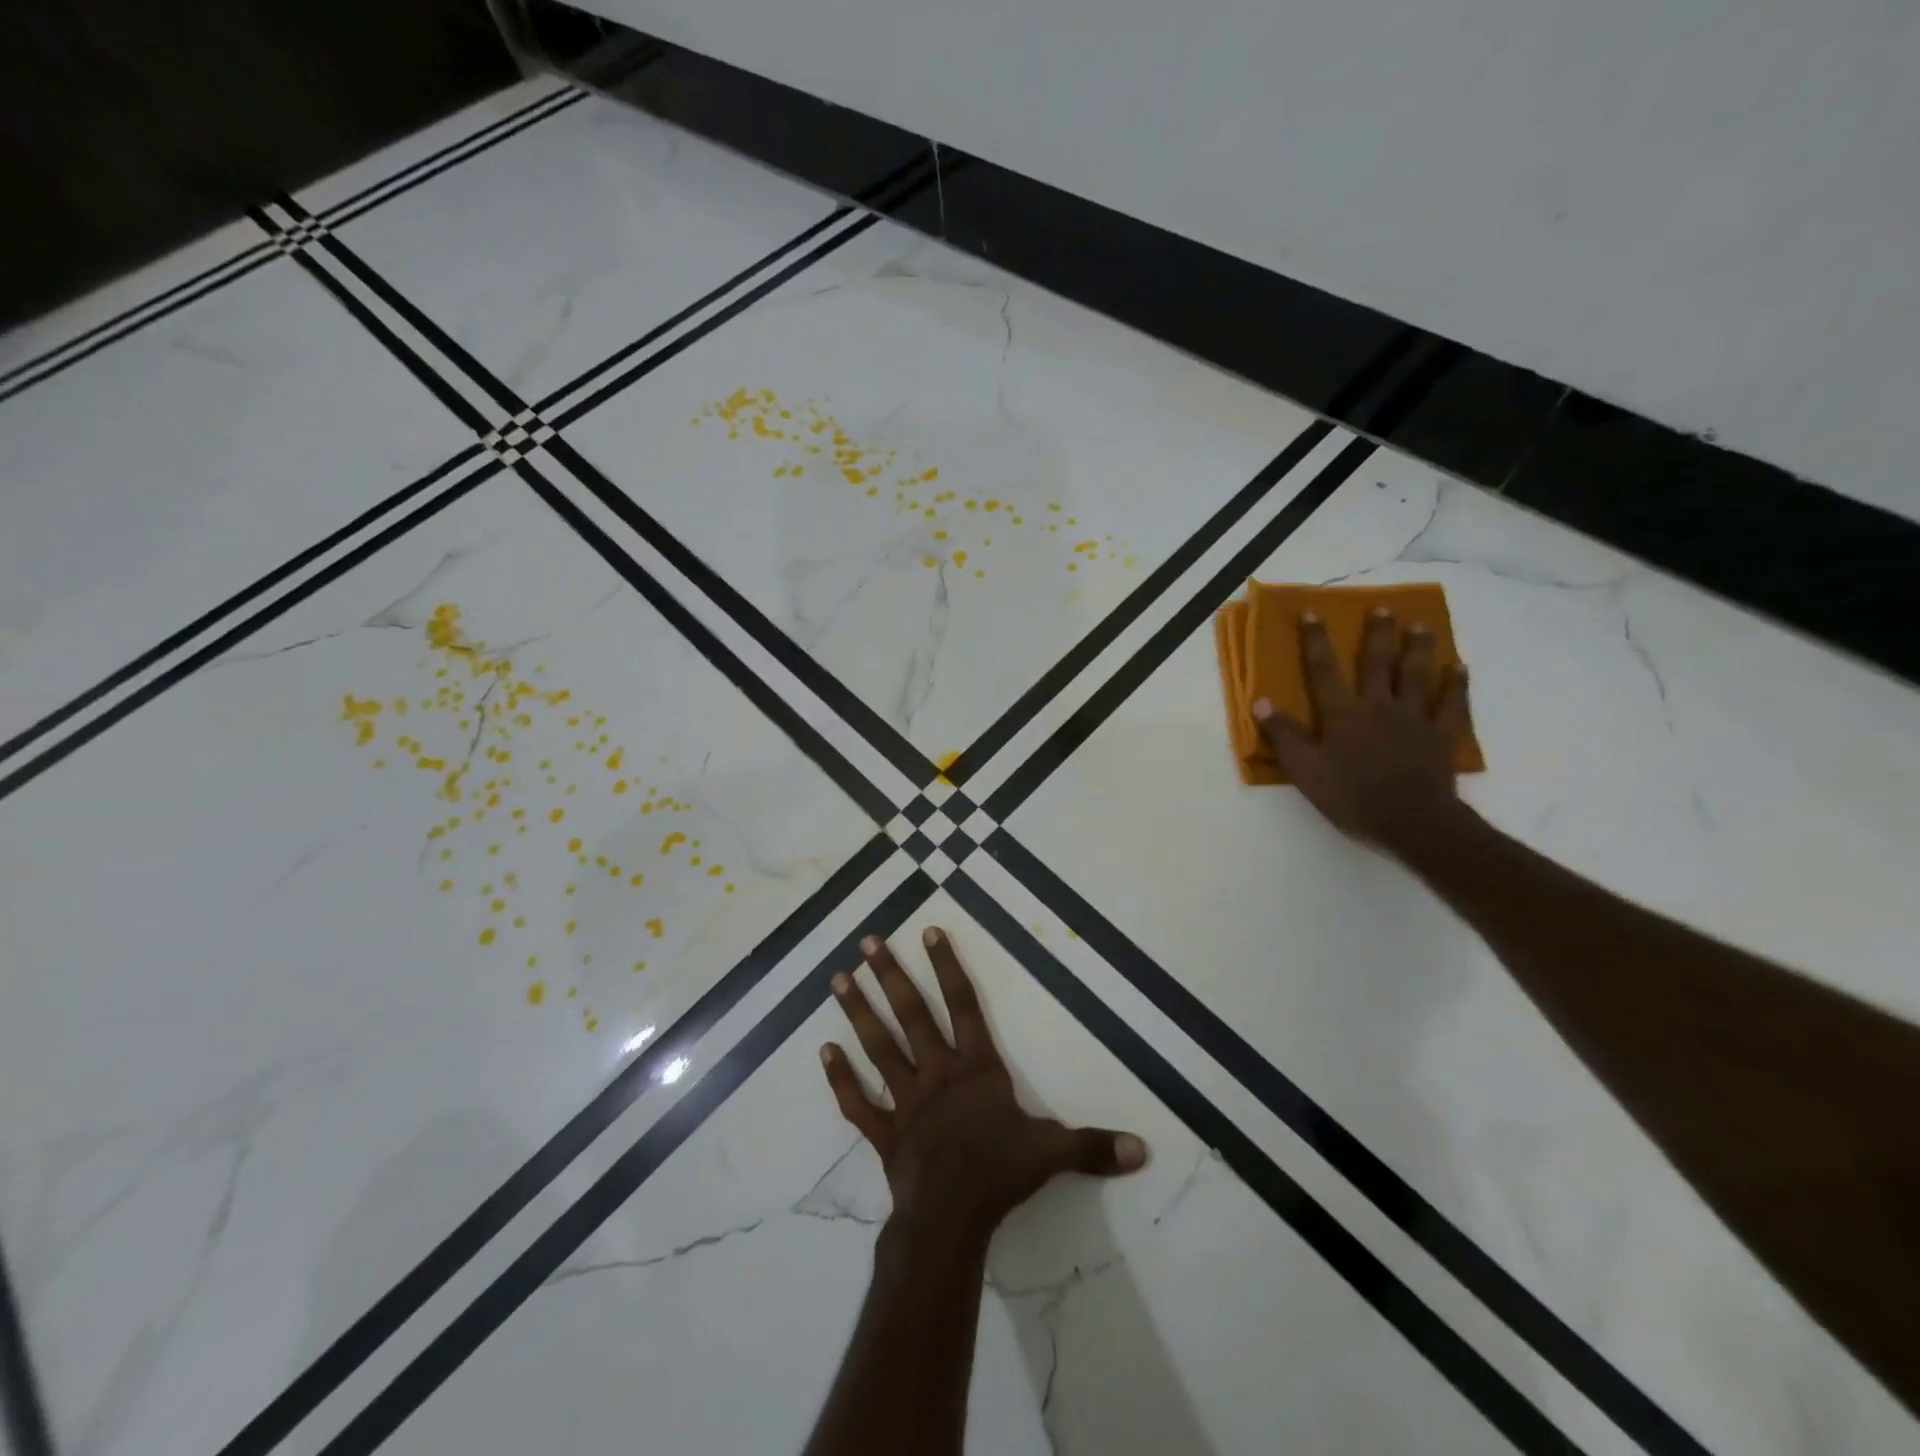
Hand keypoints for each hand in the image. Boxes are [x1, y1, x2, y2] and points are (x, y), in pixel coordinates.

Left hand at [822, 927, 1147, 1247]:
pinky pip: (858, 1102)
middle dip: (891, 975)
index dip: (948, 966)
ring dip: (858, 1011)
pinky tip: (823, 1051)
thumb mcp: (1053, 1154)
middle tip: (868, 941)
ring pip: (879, 1046)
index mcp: (975, 1068)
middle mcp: (936, 1072)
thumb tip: (1143, 1148)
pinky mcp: (884, 1132)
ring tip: (838, 978)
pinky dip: (840, 1078)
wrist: (950, 1219)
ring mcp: (906, 1100)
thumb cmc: (999, 1174)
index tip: (929, 931)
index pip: (962, 1004)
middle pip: (911, 1014)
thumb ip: (1094, 1146)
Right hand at [1253, 607, 1471, 853]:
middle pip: (1377, 663)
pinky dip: (1456, 685)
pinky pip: (1452, 704)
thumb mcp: (1305, 770)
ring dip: (1418, 648)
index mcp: (1342, 714)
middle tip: (1383, 607)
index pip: (1324, 670)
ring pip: (1416, 675)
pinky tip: (1459, 668)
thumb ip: (1283, 735)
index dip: (1316, 641)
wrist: (1411, 822)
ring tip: (1422, 625)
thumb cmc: (1351, 797)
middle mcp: (1378, 706)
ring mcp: (1414, 718)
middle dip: (1378, 633)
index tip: (1312, 613)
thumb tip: (1260, 701)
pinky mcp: (1441, 735)